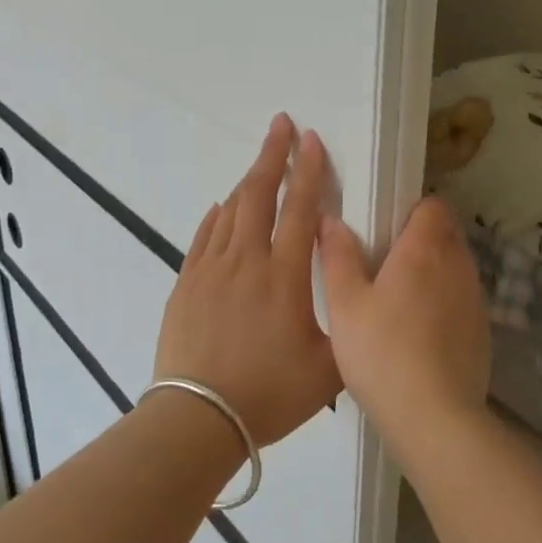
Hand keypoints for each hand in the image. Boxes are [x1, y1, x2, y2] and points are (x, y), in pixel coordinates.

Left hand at [154, 114, 340, 446]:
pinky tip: (222, 207)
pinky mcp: (186, 283)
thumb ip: (347, 326)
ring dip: (247, 182)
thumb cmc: (269, 394)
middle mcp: (246, 261)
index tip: (311, 139)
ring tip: (260, 164)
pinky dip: (216, 216)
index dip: (308, 171)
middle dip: (272, 155)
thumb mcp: (328, 369)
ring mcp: (211, 269)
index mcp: (284, 276)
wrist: (197, 418)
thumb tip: (355, 294)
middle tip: (281, 124)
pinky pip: (203, 236)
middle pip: (259, 194)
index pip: (299, 209)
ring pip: (230, 210)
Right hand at [317, 197, 491, 442]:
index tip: (386, 226)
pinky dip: (444, 302)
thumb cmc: (382, 353)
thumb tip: (331, 219)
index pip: (433, 204)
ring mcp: (475, 298)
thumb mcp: (345, 304)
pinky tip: (419, 332)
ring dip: (433, 271)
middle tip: (384, 262)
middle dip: (421, 238)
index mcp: (426, 248)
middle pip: (446, 232)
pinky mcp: (482, 329)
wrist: (435, 418)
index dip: (411, 209)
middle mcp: (458, 264)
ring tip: (399, 299)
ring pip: (455, 266)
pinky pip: (462, 298)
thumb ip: (338, 256)